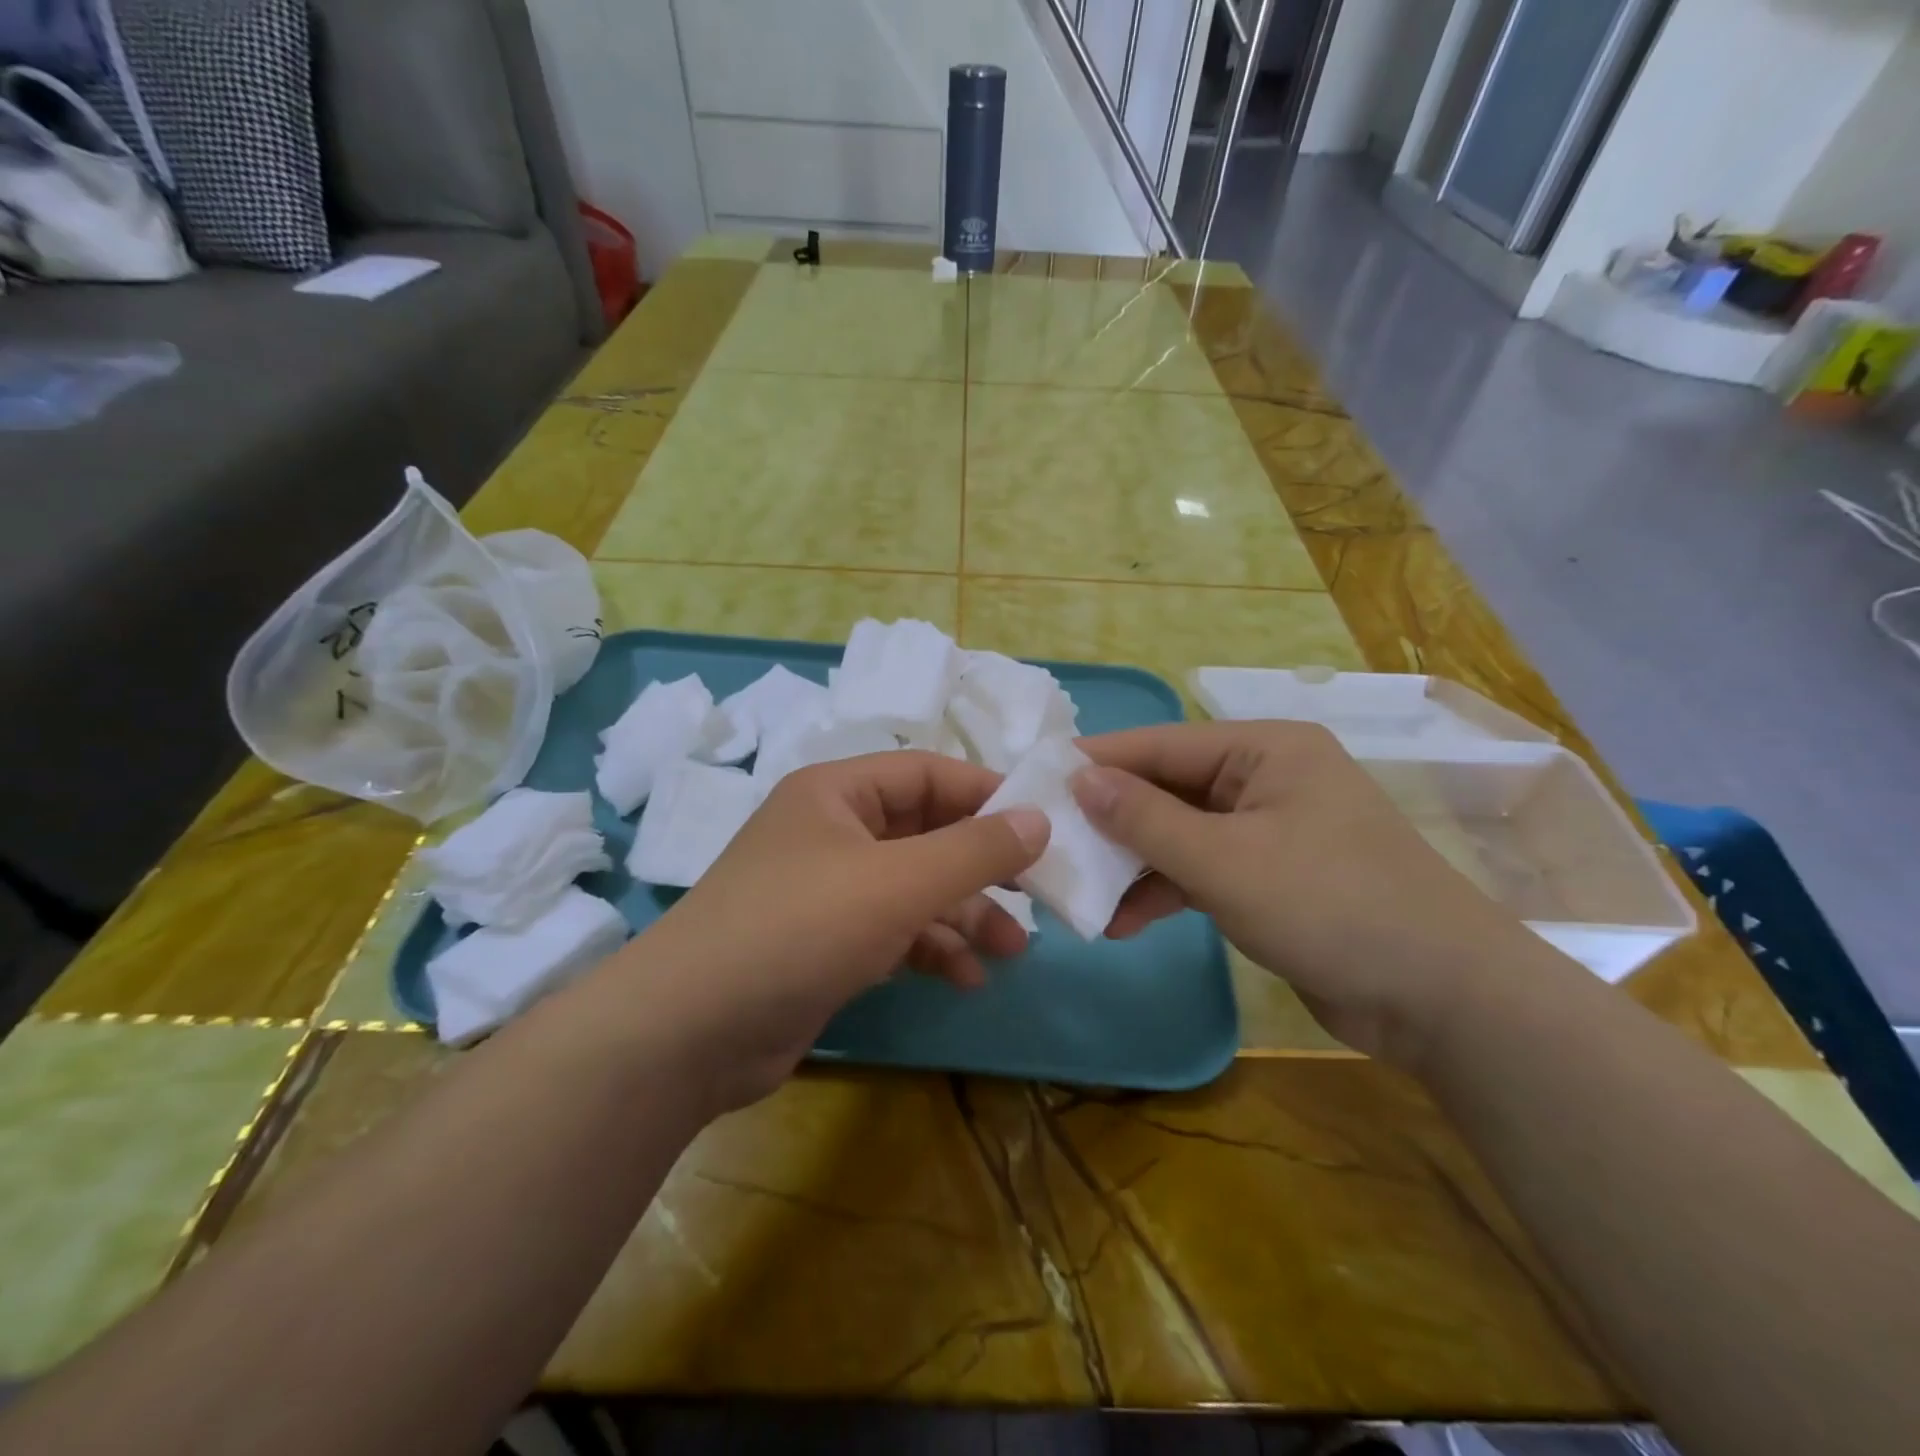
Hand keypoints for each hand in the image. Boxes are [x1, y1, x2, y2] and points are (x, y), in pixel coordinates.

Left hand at [608, 752, 1048, 1108]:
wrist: (690, 1033)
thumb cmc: (799, 929)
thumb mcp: (898, 883)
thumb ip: (974, 850)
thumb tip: (1040, 819)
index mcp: (838, 793)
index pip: (929, 774)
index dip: (988, 794)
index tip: (1044, 825)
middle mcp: (833, 832)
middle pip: (926, 834)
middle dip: (982, 866)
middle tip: (1039, 893)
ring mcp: (828, 891)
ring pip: (915, 888)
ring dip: (964, 915)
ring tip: (1014, 949)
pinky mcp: (826, 944)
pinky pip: (894, 932)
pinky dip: (931, 950)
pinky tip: (967, 978)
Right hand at [1072, 721, 1538, 1065]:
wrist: (1443, 1000)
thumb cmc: (1330, 905)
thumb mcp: (1224, 860)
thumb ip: (1145, 818)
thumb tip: (1079, 778)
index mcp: (1265, 750)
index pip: (1161, 745)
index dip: (1097, 763)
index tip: (1037, 781)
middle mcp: (1266, 779)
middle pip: (1168, 790)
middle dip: (1111, 822)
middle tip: (1051, 845)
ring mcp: (1270, 830)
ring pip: (1180, 834)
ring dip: (1134, 866)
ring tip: (1081, 896)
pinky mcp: (1272, 877)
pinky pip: (1202, 870)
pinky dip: (1166, 891)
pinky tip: (1126, 922)